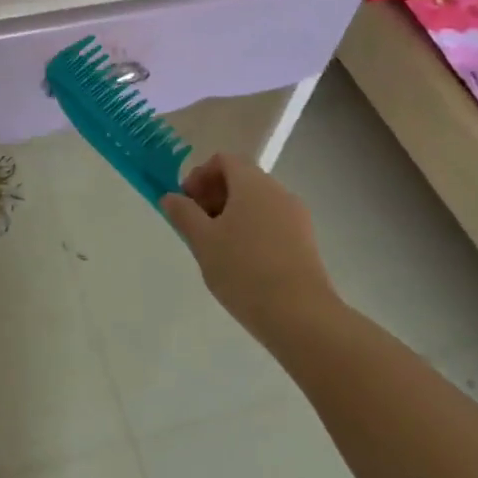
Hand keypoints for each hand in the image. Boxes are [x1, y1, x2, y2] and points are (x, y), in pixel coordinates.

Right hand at [160, 153, 342, 346]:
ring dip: (232, 214)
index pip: (224, 160)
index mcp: (252, 183)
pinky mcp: (306, 242)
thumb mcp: (202, 241)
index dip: (200, 175)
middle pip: (241, 179)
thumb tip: (171, 197)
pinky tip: (242, 263)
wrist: (301, 317)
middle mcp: (278, 192)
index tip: (187, 202)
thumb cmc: (244, 270)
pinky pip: (272, 222)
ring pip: (257, 202)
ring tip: (217, 248)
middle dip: (214, 195)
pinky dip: (252, 230)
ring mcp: (296, 217)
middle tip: (197, 225)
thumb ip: (183, 214)